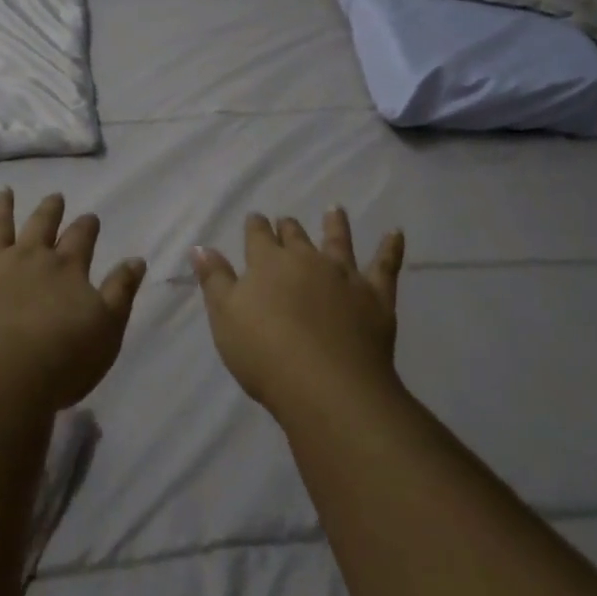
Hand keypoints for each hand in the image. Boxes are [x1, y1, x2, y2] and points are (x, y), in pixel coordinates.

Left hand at [0, 189, 146, 411]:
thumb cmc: (61, 360)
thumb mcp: (107, 329)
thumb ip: (121, 291)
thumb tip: (137, 259)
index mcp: (67, 267)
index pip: (81, 237)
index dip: (87, 226)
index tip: (90, 217)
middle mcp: (30, 256)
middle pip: (42, 224)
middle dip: (50, 210)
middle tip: (54, 197)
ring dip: (2, 207)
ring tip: (3, 192)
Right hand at [191, 210, 404, 419]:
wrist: (325, 385)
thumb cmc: (265, 353)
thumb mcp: (225, 317)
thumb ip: (214, 279)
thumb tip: (201, 246)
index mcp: (268, 263)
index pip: (258, 236)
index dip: (256, 227)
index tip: (256, 218)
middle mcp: (306, 259)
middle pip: (295, 236)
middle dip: (288, 228)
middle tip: (287, 221)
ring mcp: (343, 275)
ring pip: (338, 241)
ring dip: (335, 225)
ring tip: (335, 210)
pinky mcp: (375, 296)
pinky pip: (385, 266)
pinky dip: (391, 248)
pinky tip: (396, 233)